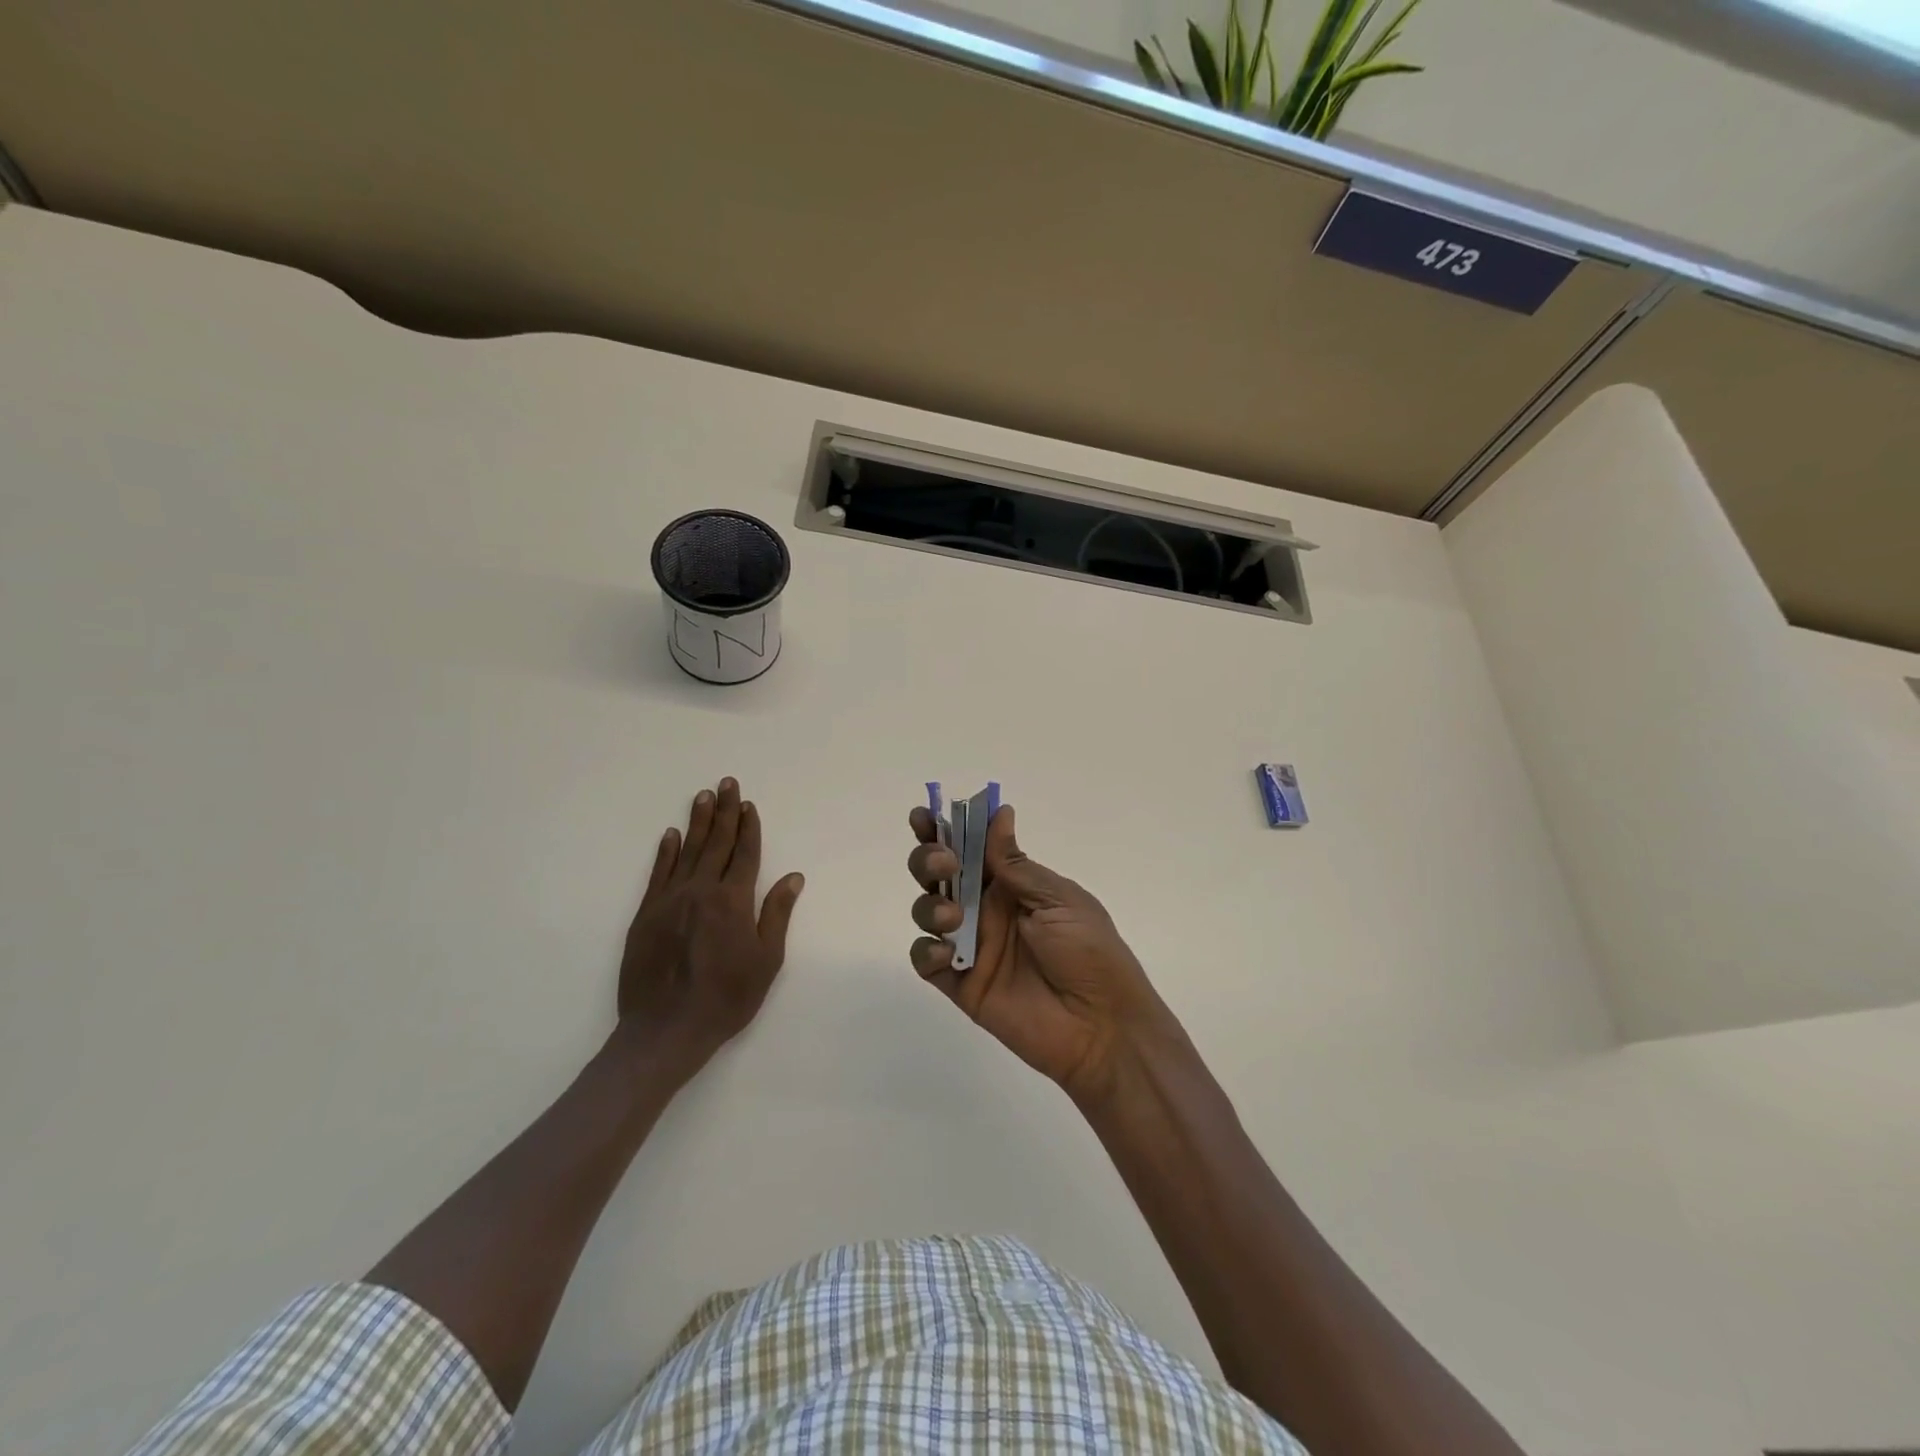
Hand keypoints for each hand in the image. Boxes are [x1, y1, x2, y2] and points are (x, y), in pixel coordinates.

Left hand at [619, 778, 804, 1075]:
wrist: (665, 1030)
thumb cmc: (726, 999)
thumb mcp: (766, 961)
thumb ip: (777, 915)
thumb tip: (793, 877)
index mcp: (733, 901)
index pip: (745, 854)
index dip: (749, 827)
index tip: (749, 804)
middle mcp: (701, 891)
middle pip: (716, 843)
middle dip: (724, 811)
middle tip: (726, 783)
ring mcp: (670, 900)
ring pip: (686, 851)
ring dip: (697, 822)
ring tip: (703, 796)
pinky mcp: (646, 914)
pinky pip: (658, 873)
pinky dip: (665, 852)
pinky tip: (670, 835)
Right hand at [907, 803, 1174, 1103]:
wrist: (1101, 1026)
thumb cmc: (1090, 952)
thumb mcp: (1059, 900)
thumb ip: (1017, 865)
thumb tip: (999, 814)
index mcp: (1013, 884)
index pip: (971, 847)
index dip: (945, 828)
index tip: (924, 816)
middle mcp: (986, 908)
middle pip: (940, 873)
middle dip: (928, 858)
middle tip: (944, 863)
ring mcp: (971, 945)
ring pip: (928, 910)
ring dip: (929, 903)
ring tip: (952, 916)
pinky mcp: (960, 983)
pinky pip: (926, 960)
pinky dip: (927, 950)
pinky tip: (946, 952)